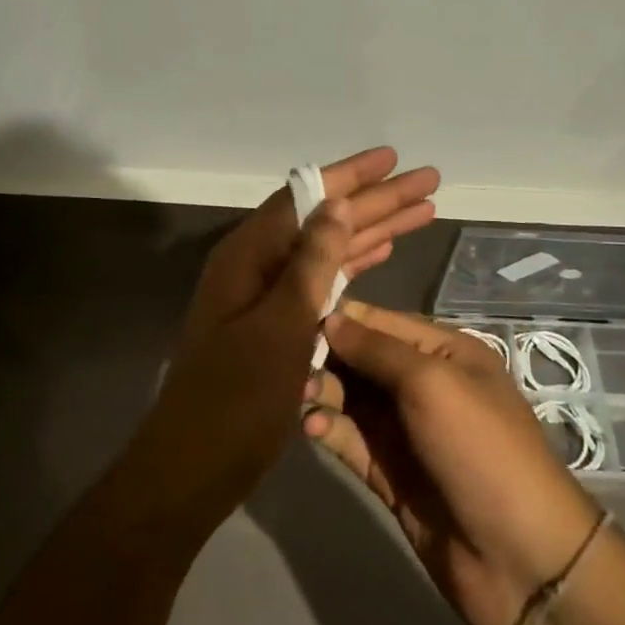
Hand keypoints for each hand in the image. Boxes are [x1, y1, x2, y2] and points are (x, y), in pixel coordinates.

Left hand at [131, 149, 440, 535]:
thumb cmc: (236, 399)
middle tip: (427, 182)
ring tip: (421, 211)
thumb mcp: (280, 327)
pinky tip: (383, 253)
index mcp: (248, 257)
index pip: (305, 198)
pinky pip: (324, 282)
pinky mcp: (280, 325)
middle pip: (323, 220)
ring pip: (329, 250)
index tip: (393, 158)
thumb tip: (335, 204)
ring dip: (373, 230)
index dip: (351, 176)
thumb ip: (310, 265)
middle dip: (375, 201)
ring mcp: (268, 297)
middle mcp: (257, 267)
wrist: (197, 465)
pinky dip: (355, 265)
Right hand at [304, 302, 604, 624]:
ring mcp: (404, 430)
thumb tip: (329, 318)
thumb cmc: (480, 450)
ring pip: (349, 398)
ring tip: (300, 398)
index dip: (339, 318)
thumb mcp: (431, 383)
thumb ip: (376, 348)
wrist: (520, 559)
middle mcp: (422, 384)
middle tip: (289, 364)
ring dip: (321, 392)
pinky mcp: (387, 472)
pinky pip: (348, 439)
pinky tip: (312, 429)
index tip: (291, 314)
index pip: (380, 321)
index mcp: (443, 352)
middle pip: (360, 358)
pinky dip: (327, 429)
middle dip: (325, 356)